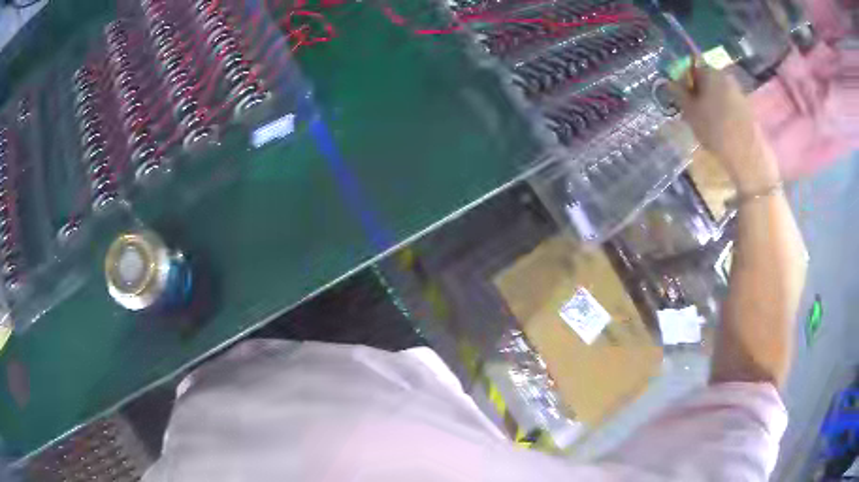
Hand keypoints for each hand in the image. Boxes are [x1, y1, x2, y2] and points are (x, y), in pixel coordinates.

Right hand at [671, 66, 780, 192]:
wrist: (748, 156)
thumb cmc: (715, 130)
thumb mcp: (690, 113)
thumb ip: (679, 94)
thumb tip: (670, 83)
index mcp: (710, 72)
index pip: (691, 69)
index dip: (684, 83)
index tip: (682, 99)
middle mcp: (726, 77)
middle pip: (707, 81)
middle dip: (700, 93)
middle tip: (694, 112)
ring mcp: (739, 93)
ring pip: (719, 94)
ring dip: (712, 104)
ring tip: (708, 124)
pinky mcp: (748, 109)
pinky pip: (730, 106)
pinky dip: (724, 113)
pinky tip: (722, 130)